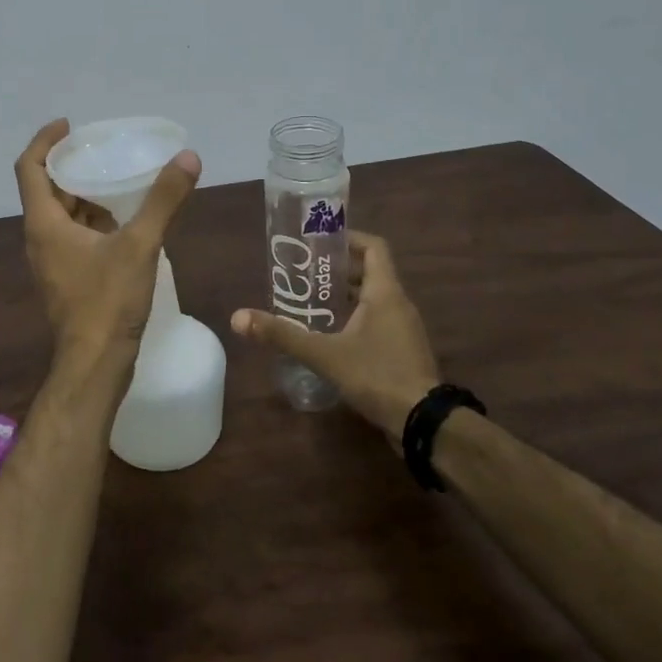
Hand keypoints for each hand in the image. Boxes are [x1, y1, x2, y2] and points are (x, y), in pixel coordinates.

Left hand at [15, 119, 201, 367]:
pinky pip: (73, 237)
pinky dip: (91, 222)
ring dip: (83, 195)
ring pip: (61, 216)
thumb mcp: (140, 244)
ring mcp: (51, 261)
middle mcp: (39, 238)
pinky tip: (123, 222)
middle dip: (70, 166)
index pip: (29, 167)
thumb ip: (163, 200)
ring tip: (116, 180)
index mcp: (44, 223)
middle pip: (46, 189)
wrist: (95, 364)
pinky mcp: (65, 279)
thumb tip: (188, 158)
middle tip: (101, 150)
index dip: (44, 140)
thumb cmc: (108, 301)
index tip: (70, 125)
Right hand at [231, 231, 439, 437]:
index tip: (319, 241)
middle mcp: (399, 304)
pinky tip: (330, 335)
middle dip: (336, 270)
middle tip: (304, 273)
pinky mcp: (403, 351)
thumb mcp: (324, 354)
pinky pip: (377, 321)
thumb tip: (238, 318)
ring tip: (310, 301)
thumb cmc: (377, 375)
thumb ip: (283, 335)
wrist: (423, 423)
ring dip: (345, 295)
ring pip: (373, 299)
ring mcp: (404, 329)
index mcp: (385, 293)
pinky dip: (355, 319)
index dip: (348, 238)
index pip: (373, 247)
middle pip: (369, 272)